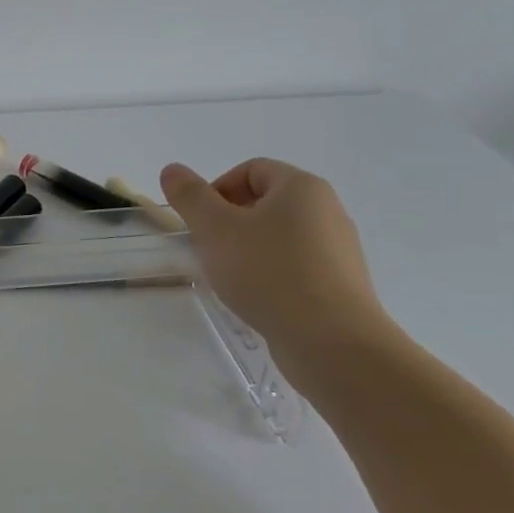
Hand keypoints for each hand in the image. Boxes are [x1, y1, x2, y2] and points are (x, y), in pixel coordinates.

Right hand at [160, 158, 391, 363]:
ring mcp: (338, 250)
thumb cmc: (269, 272)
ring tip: (231, 277)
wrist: (332, 343)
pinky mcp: (340, 285)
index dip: (217, 189)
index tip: (200, 222)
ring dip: (248, 249)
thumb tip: (172, 170)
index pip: (251, 169)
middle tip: (209, 248)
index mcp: (302, 187)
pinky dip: (271, 274)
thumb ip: (190, 196)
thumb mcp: (216, 229)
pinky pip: (296, 266)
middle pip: (265, 202)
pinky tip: (257, 298)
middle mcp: (327, 210)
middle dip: (230, 221)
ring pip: (279, 236)